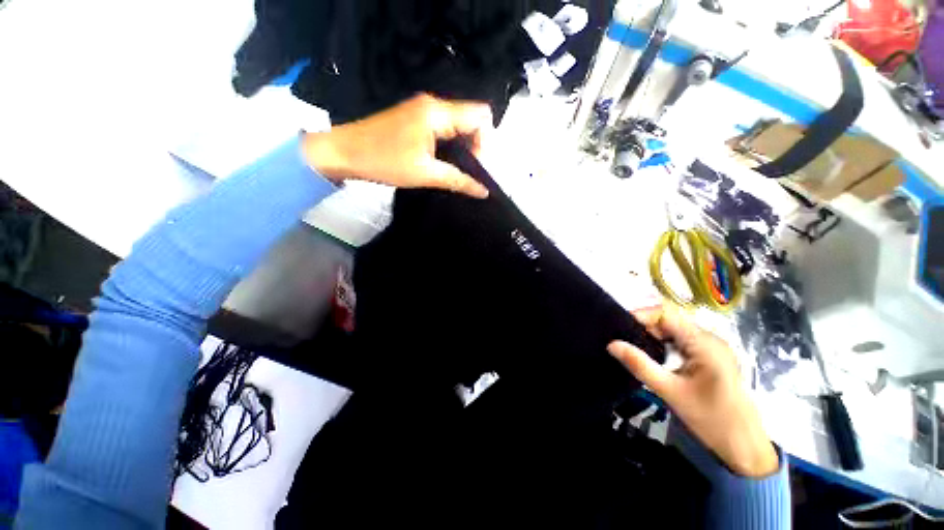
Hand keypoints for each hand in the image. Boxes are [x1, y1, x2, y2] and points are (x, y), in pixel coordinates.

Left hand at [301, 94, 491, 197]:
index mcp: (437, 113)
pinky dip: (449, 145)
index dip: (484, 142)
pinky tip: (442, 162)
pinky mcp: (415, 119)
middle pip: (471, 119)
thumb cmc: (384, 161)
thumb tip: (484, 191)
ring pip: (458, 125)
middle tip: (464, 172)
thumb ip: (458, 181)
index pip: (480, 117)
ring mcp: (423, 110)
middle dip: (474, 146)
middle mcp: (433, 105)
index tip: (473, 165)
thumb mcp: (425, 174)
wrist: (343, 152)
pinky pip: (444, 128)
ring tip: (454, 170)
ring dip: (462, 147)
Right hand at [607, 304, 778, 477]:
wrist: (745, 447)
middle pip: (670, 320)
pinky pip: (681, 342)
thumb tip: (611, 344)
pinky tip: (652, 356)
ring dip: (652, 336)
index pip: (666, 313)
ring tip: (632, 347)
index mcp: (704, 342)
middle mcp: (709, 339)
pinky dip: (663, 345)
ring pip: (674, 331)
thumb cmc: (711, 419)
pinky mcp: (710, 357)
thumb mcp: (670, 391)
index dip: (641, 315)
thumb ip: (640, 365)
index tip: (620, 328)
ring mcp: (711, 348)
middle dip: (644, 327)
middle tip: (622, 340)